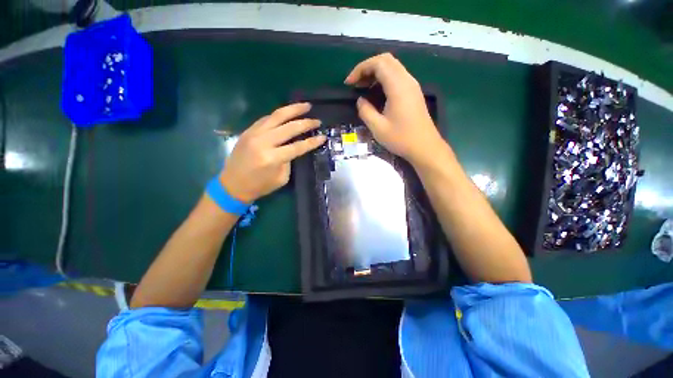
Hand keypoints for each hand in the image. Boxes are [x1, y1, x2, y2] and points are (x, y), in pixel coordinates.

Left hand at [219, 103, 325, 202]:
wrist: (232, 185)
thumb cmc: (260, 186)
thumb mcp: (281, 178)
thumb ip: (289, 161)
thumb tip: (294, 147)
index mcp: (272, 158)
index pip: (298, 146)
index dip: (312, 142)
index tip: (323, 136)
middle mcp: (263, 142)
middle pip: (289, 127)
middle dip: (306, 123)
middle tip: (317, 120)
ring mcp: (254, 134)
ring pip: (276, 116)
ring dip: (293, 109)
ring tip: (305, 105)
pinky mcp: (248, 131)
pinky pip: (266, 118)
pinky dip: (279, 115)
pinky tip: (287, 113)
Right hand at [344, 53, 446, 165]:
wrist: (425, 147)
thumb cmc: (401, 139)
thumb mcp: (378, 128)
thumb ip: (365, 111)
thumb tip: (360, 100)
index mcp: (398, 86)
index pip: (378, 63)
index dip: (360, 69)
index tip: (349, 83)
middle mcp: (407, 80)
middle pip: (386, 60)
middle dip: (367, 68)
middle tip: (356, 83)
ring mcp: (412, 85)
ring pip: (392, 67)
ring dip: (376, 73)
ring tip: (363, 88)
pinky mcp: (414, 92)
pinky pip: (397, 76)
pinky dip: (384, 79)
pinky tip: (376, 93)